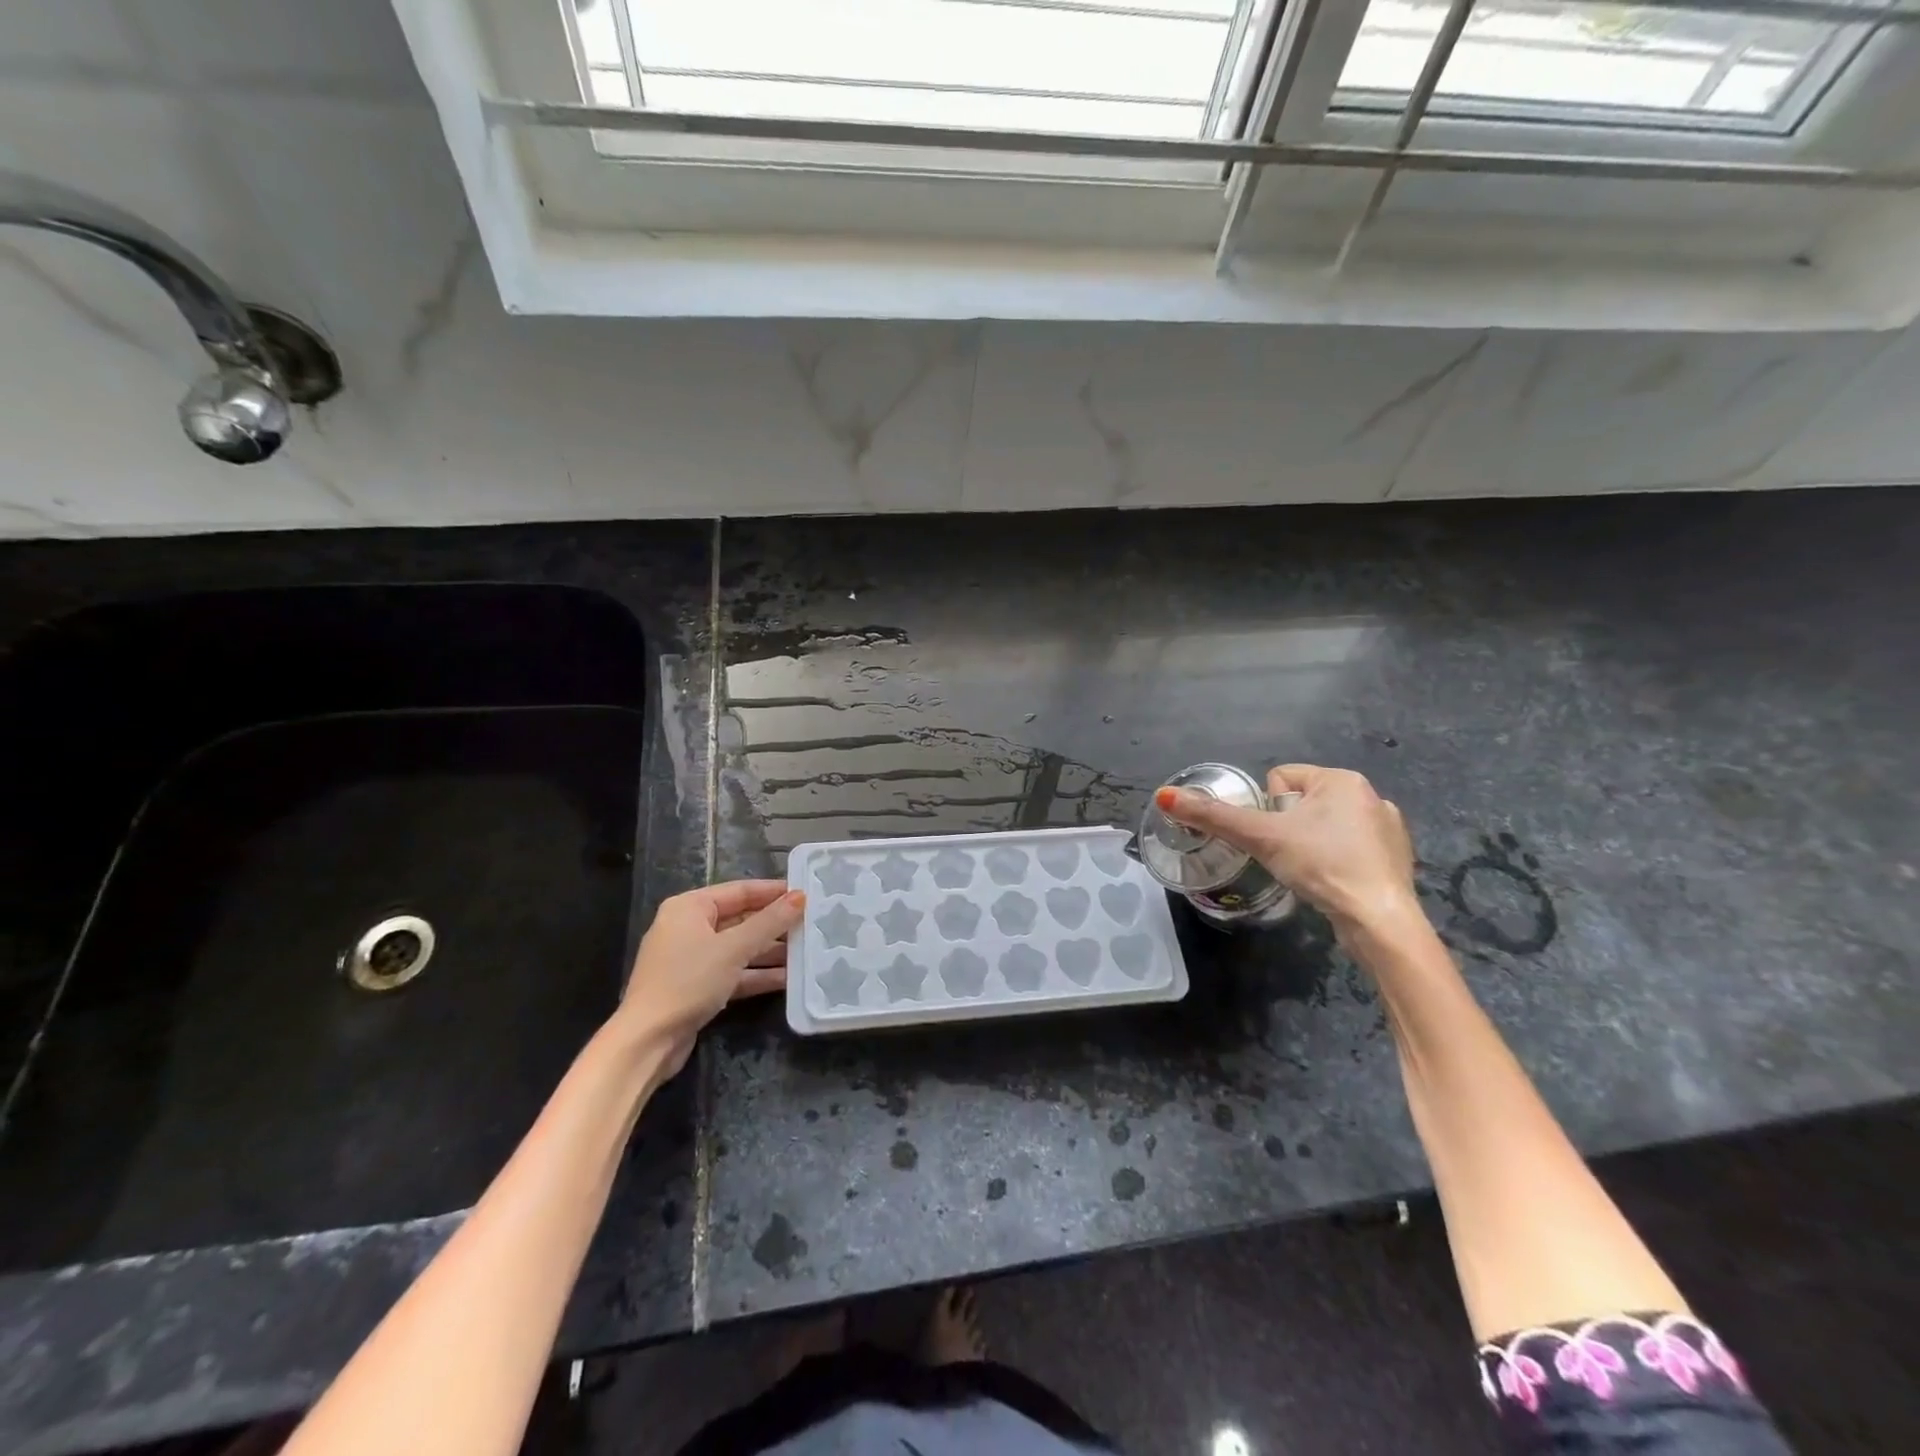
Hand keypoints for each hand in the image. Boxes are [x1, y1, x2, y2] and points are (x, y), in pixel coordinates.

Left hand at [610, 880, 805, 1078]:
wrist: (647, 1042)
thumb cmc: (688, 981)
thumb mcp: (733, 948)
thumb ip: (769, 922)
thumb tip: (800, 897)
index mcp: (689, 907)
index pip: (740, 891)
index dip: (773, 892)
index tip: (806, 893)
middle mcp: (688, 928)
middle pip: (740, 919)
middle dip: (774, 924)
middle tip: (811, 923)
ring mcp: (692, 959)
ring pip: (739, 948)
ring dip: (770, 951)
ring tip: (806, 951)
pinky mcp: (697, 987)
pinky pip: (733, 972)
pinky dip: (757, 974)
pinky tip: (788, 978)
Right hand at [1155, 765, 1416, 936]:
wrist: (1378, 919)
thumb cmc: (1321, 865)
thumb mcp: (1261, 837)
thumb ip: (1213, 816)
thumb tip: (1164, 796)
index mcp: (1341, 778)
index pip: (1279, 780)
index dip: (1268, 811)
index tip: (1278, 838)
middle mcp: (1369, 794)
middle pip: (1300, 803)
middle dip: (1288, 829)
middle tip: (1290, 857)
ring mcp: (1387, 826)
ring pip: (1323, 827)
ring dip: (1311, 845)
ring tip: (1312, 872)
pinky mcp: (1394, 857)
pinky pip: (1348, 849)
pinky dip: (1335, 862)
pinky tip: (1334, 882)